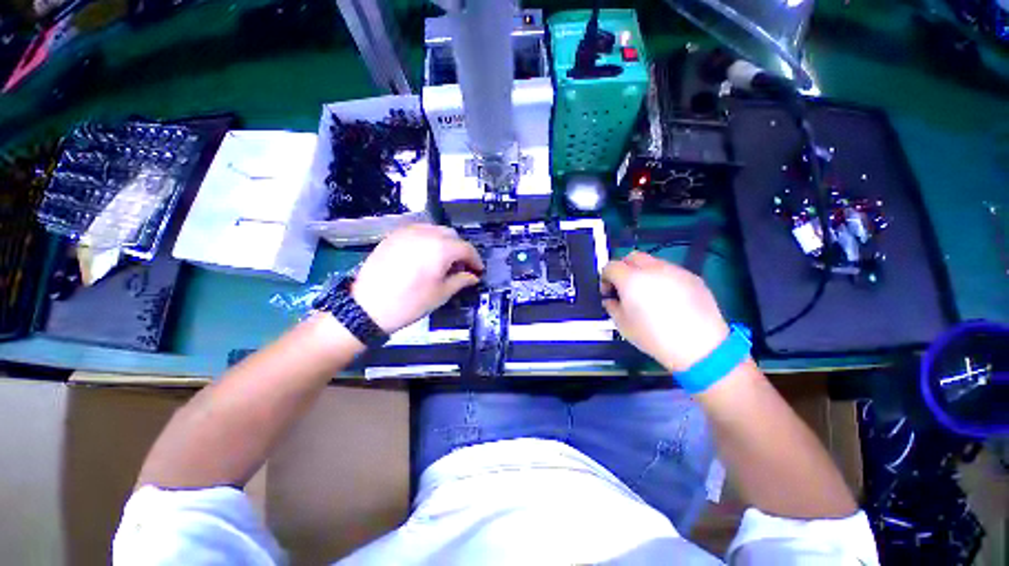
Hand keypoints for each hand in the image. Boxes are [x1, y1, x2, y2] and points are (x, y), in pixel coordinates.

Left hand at [351, 224, 483, 332]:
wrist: (368, 306)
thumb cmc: (410, 302)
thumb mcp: (441, 294)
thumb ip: (461, 280)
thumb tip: (473, 276)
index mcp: (441, 248)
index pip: (466, 248)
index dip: (475, 259)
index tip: (478, 270)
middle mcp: (426, 233)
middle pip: (451, 235)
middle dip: (460, 249)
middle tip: (460, 267)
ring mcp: (407, 232)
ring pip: (434, 230)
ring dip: (444, 242)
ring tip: (442, 261)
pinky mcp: (393, 236)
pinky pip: (417, 231)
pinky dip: (427, 240)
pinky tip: (424, 256)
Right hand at [600, 252, 728, 372]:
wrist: (700, 346)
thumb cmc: (655, 337)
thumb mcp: (623, 325)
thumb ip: (612, 306)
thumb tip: (611, 300)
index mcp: (631, 280)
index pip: (611, 266)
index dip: (605, 278)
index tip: (608, 292)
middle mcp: (652, 269)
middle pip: (631, 257)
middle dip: (624, 269)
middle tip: (625, 288)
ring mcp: (674, 270)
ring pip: (652, 262)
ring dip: (644, 273)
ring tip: (649, 294)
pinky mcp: (692, 277)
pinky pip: (670, 271)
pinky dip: (663, 279)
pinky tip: (669, 299)